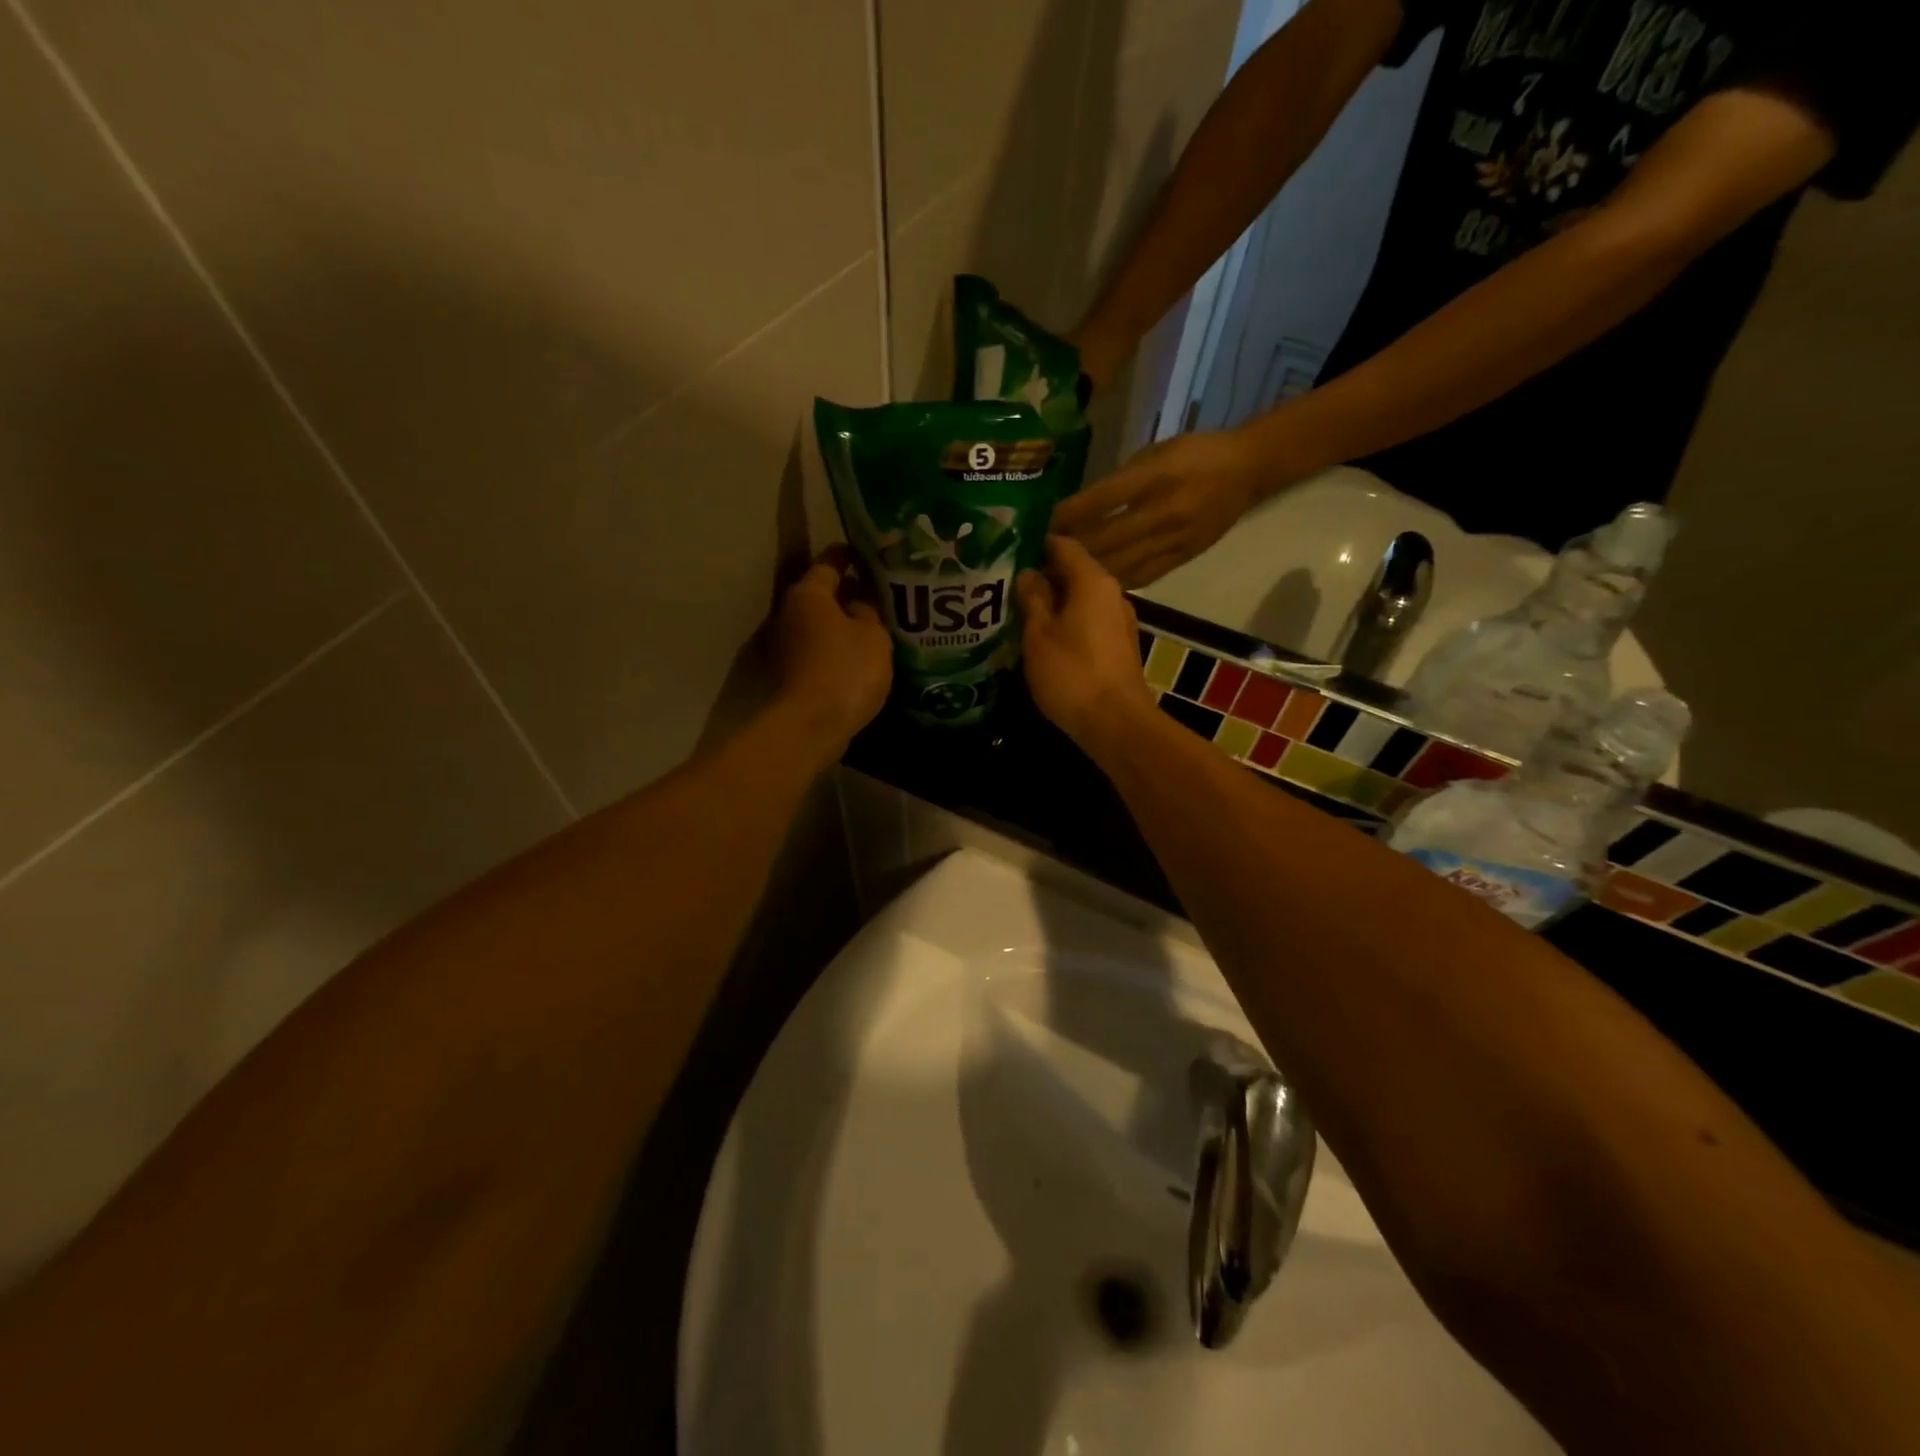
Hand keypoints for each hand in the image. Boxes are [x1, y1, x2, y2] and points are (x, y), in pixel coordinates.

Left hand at [768, 545, 892, 754]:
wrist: (811, 726)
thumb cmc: (845, 669)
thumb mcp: (873, 634)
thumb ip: (868, 610)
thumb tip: (859, 602)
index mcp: (809, 594)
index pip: (829, 562)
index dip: (850, 555)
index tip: (869, 553)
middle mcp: (790, 614)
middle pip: (822, 595)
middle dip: (848, 592)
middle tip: (881, 593)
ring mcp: (786, 647)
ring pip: (820, 625)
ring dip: (843, 624)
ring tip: (877, 626)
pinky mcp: (792, 675)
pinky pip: (820, 650)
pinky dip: (838, 649)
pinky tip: (862, 656)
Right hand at [1016, 536, 1157, 747]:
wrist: (1116, 723)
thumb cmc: (1072, 674)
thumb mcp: (1039, 635)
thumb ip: (1031, 599)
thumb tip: (1027, 573)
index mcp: (1092, 581)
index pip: (1062, 545)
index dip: (1033, 545)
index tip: (1005, 553)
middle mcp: (1111, 593)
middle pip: (1072, 572)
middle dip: (1040, 577)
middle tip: (1004, 586)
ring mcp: (1119, 621)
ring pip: (1080, 599)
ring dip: (1052, 604)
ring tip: (1018, 613)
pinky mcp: (1119, 646)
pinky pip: (1088, 622)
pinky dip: (1066, 623)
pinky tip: (1043, 639)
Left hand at [1049, 429, 1264, 586]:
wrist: (1247, 471)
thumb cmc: (1194, 454)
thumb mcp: (1153, 453)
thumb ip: (1117, 481)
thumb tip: (1079, 509)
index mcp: (1153, 477)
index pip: (1098, 502)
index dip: (1067, 517)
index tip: (1044, 526)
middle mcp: (1161, 512)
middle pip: (1104, 540)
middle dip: (1071, 549)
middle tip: (1045, 556)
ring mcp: (1173, 539)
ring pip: (1120, 564)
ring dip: (1088, 571)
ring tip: (1063, 574)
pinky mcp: (1182, 558)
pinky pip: (1141, 576)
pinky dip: (1115, 580)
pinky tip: (1096, 583)